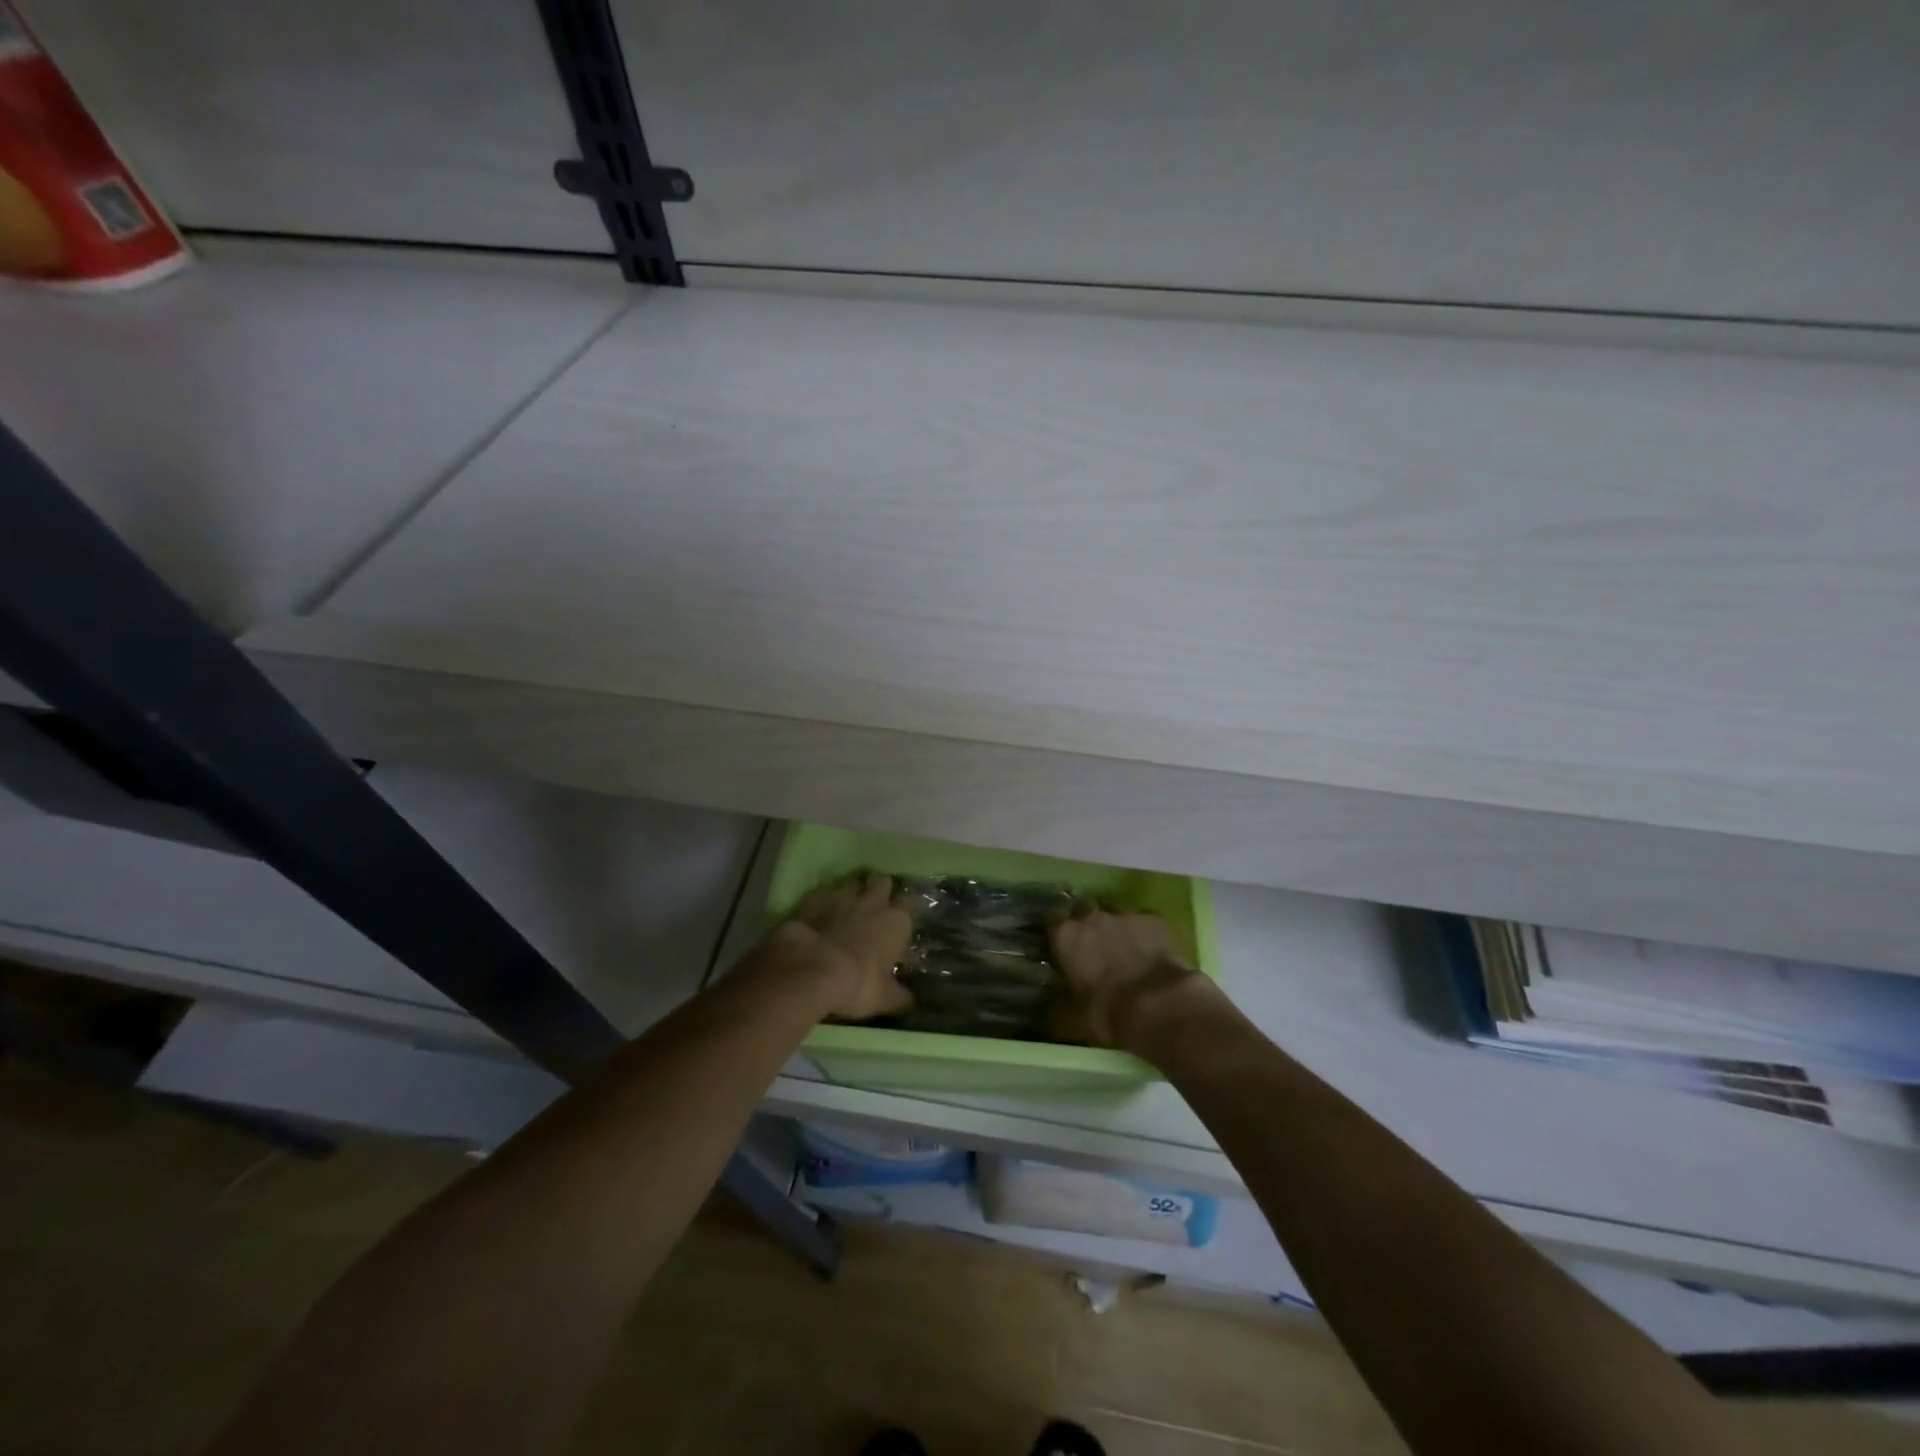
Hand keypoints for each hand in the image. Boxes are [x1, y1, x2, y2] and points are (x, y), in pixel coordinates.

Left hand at [762, 873, 914, 1020]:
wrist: (810, 968)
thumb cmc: (857, 983)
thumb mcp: (884, 998)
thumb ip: (899, 996)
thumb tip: (910, 1001)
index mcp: (896, 921)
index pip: (911, 904)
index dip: (906, 909)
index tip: (902, 919)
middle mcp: (873, 901)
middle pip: (882, 882)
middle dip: (879, 890)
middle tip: (874, 906)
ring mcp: (842, 896)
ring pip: (852, 882)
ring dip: (851, 892)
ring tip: (846, 908)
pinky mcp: (814, 898)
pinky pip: (823, 892)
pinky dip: (823, 901)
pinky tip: (819, 913)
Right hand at [1048, 905, 1214, 1051]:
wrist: (1158, 1006)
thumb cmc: (1109, 1013)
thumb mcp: (1077, 1014)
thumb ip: (1068, 998)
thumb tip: (1061, 1005)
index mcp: (1066, 937)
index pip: (1053, 919)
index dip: (1059, 930)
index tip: (1064, 942)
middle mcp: (1091, 918)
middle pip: (1084, 908)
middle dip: (1088, 922)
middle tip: (1095, 944)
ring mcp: (1125, 914)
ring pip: (1115, 911)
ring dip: (1116, 925)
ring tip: (1125, 946)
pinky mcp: (1154, 918)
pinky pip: (1144, 919)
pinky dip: (1145, 931)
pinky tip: (1151, 948)